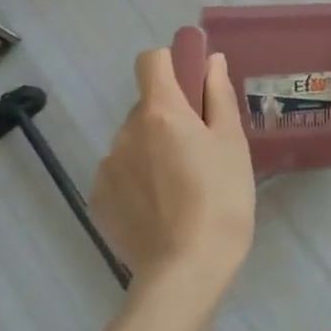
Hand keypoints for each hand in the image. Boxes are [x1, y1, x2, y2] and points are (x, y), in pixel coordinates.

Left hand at [92, 48, 254, 301]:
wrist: (186, 269)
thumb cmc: (222, 198)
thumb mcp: (232, 143)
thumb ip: (218, 96)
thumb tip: (211, 61)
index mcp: (161, 112)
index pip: (152, 60)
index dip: (173, 64)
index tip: (196, 86)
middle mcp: (126, 131)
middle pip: (148, 106)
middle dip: (172, 117)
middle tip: (202, 151)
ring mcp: (107, 166)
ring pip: (135, 141)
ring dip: (155, 149)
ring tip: (184, 186)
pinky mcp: (98, 199)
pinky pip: (122, 172)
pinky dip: (140, 178)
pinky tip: (163, 207)